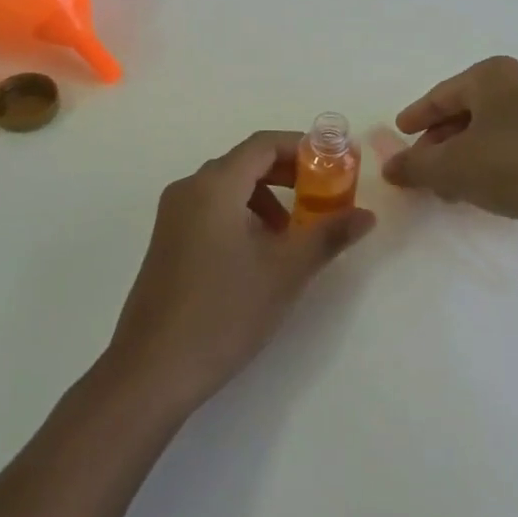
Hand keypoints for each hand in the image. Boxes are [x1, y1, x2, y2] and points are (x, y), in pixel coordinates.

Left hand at [105, 130, 375, 412]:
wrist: (151, 372)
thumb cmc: (223, 312)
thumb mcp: (285, 272)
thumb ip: (328, 236)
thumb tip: (366, 215)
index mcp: (214, 185)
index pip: (263, 144)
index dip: (302, 148)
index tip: (335, 165)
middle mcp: (189, 190)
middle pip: (245, 162)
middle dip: (288, 175)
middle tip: (323, 197)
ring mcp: (172, 217)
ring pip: (228, 188)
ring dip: (266, 199)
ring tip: (293, 235)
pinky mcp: (166, 243)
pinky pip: (211, 210)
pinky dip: (242, 215)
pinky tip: (259, 255)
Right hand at [382, 56, 517, 236]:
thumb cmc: (515, 166)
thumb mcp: (454, 167)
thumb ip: (416, 166)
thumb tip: (389, 168)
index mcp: (492, 76)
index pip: (441, 95)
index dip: (416, 117)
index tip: (400, 132)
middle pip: (464, 112)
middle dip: (439, 142)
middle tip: (420, 167)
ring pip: (488, 131)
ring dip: (463, 156)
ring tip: (445, 187)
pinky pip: (511, 146)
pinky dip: (489, 162)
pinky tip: (479, 190)